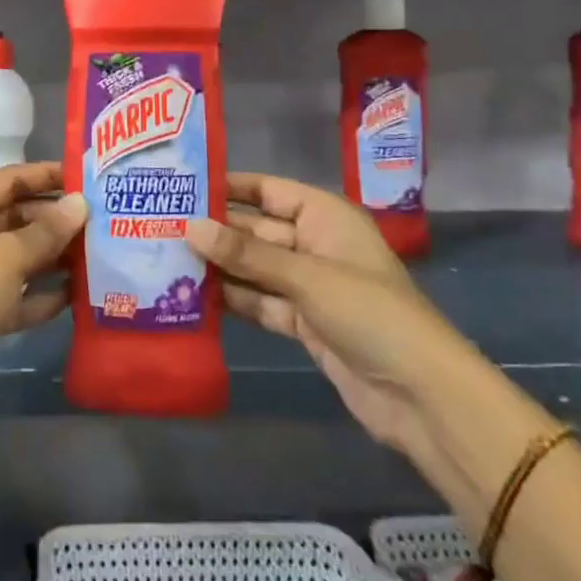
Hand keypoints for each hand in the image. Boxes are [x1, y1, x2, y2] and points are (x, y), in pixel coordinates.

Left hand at [0, 162, 86, 421]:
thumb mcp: (7, 257)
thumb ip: (46, 231)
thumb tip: (80, 204)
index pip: (6, 180)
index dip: (44, 175)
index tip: (86, 176)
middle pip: (13, 217)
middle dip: (54, 220)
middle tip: (101, 220)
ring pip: (18, 257)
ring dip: (53, 256)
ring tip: (99, 253)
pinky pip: (17, 294)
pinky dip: (42, 293)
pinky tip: (79, 294)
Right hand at [187, 173, 474, 456]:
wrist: (421, 396)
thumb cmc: (370, 313)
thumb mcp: (305, 276)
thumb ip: (246, 254)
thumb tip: (190, 227)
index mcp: (325, 217)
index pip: (267, 189)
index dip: (228, 186)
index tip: (180, 184)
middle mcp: (314, 244)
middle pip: (255, 229)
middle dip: (214, 230)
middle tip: (158, 225)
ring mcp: (308, 286)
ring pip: (253, 268)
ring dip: (218, 267)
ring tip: (162, 258)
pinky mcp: (303, 322)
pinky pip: (259, 302)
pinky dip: (233, 301)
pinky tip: (190, 297)